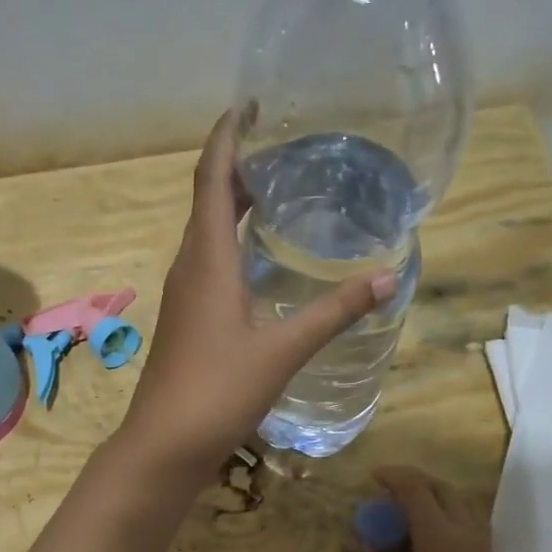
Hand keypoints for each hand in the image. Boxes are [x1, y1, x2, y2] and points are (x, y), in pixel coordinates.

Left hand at [117, 109, 393, 477]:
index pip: (212, 178)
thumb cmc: (218, 391)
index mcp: (207, 259)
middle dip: (239, 166)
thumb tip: (386, 277)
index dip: (228, 137)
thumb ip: (333, 312)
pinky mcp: (188, 319)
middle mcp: (190, 266)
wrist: (165, 445)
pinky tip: (260, 258)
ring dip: (235, 204)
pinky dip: (233, 242)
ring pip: (208, 232)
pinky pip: (209, 262)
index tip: (251, 105)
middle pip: (209, 199)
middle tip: (284, 146)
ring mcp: (185, 294)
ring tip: (278, 190)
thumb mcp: (282, 350)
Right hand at [349, 466, 528, 551]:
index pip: (416, 488)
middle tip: (385, 495)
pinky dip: (445, 516)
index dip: (392, 476)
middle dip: (413, 483)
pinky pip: (467, 522)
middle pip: (442, 488)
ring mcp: (482, 547)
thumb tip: (353, 542)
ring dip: (432, 498)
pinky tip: (425, 540)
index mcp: (439, 537)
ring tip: (403, 515)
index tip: (370, 477)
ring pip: (459, 503)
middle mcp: (465, 532)